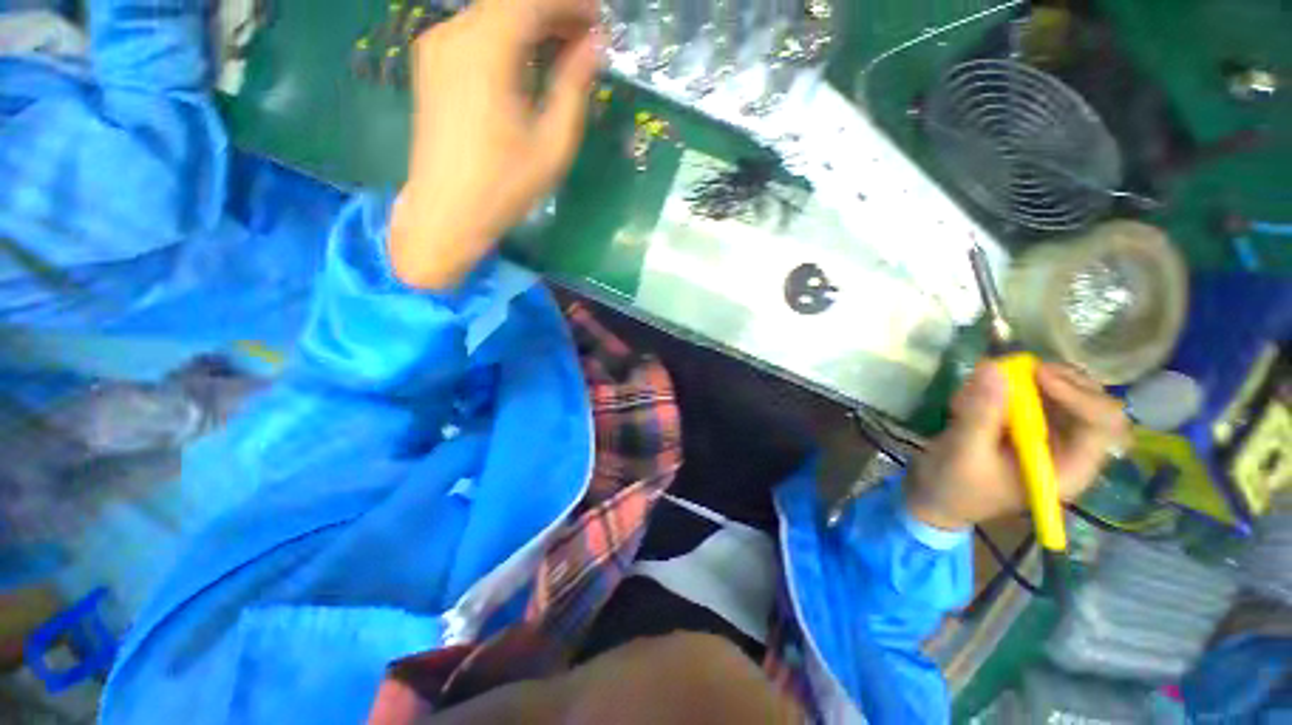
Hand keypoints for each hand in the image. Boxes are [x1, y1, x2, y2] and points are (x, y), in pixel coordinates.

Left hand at [388, 0, 601, 288]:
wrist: (447, 212)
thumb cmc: (505, 185)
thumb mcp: (552, 142)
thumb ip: (573, 86)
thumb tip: (594, 45)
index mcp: (485, 50)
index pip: (531, 0)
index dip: (570, 4)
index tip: (600, 20)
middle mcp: (454, 33)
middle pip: (509, 2)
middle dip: (552, 12)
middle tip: (587, 38)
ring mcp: (436, 46)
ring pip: (492, 15)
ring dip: (530, 24)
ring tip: (563, 51)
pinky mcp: (431, 64)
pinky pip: (475, 33)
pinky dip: (507, 38)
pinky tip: (527, 63)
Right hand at [907, 362, 1130, 530]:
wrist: (935, 497)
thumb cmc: (955, 486)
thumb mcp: (964, 452)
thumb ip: (980, 413)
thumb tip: (993, 367)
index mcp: (1068, 468)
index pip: (1101, 425)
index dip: (1078, 395)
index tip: (1037, 374)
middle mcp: (1069, 449)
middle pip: (1091, 402)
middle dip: (1058, 380)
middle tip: (1018, 366)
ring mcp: (1048, 436)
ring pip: (1064, 393)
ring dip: (1030, 380)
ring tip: (986, 384)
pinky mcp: (1026, 426)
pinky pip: (1032, 395)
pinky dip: (1008, 386)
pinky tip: (975, 395)